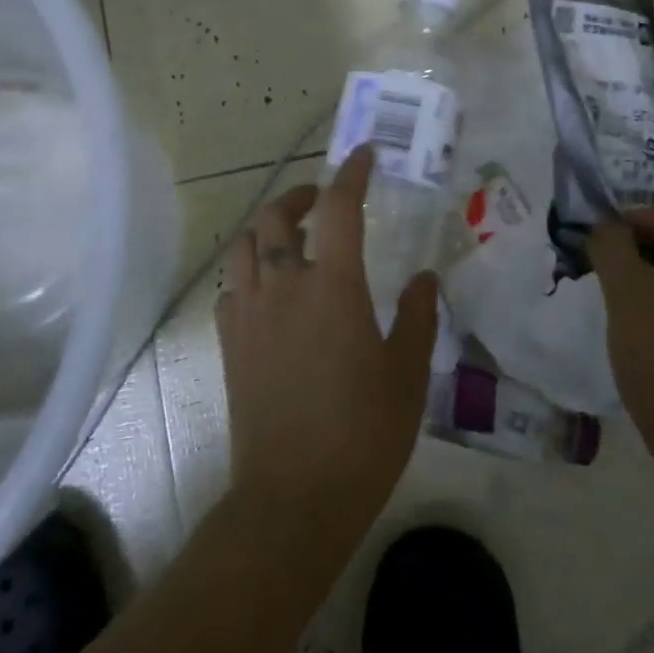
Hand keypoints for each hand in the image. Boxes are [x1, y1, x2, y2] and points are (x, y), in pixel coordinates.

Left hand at [216, 145, 437, 535]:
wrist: (294, 498)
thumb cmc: (363, 433)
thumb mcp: (407, 372)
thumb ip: (417, 316)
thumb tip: (424, 277)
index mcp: (333, 286)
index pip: (340, 208)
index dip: (352, 174)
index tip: (364, 155)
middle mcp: (284, 287)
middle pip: (277, 217)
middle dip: (300, 195)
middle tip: (322, 198)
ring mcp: (249, 314)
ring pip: (245, 246)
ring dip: (267, 228)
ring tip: (290, 236)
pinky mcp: (229, 344)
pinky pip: (231, 288)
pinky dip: (249, 272)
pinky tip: (267, 290)